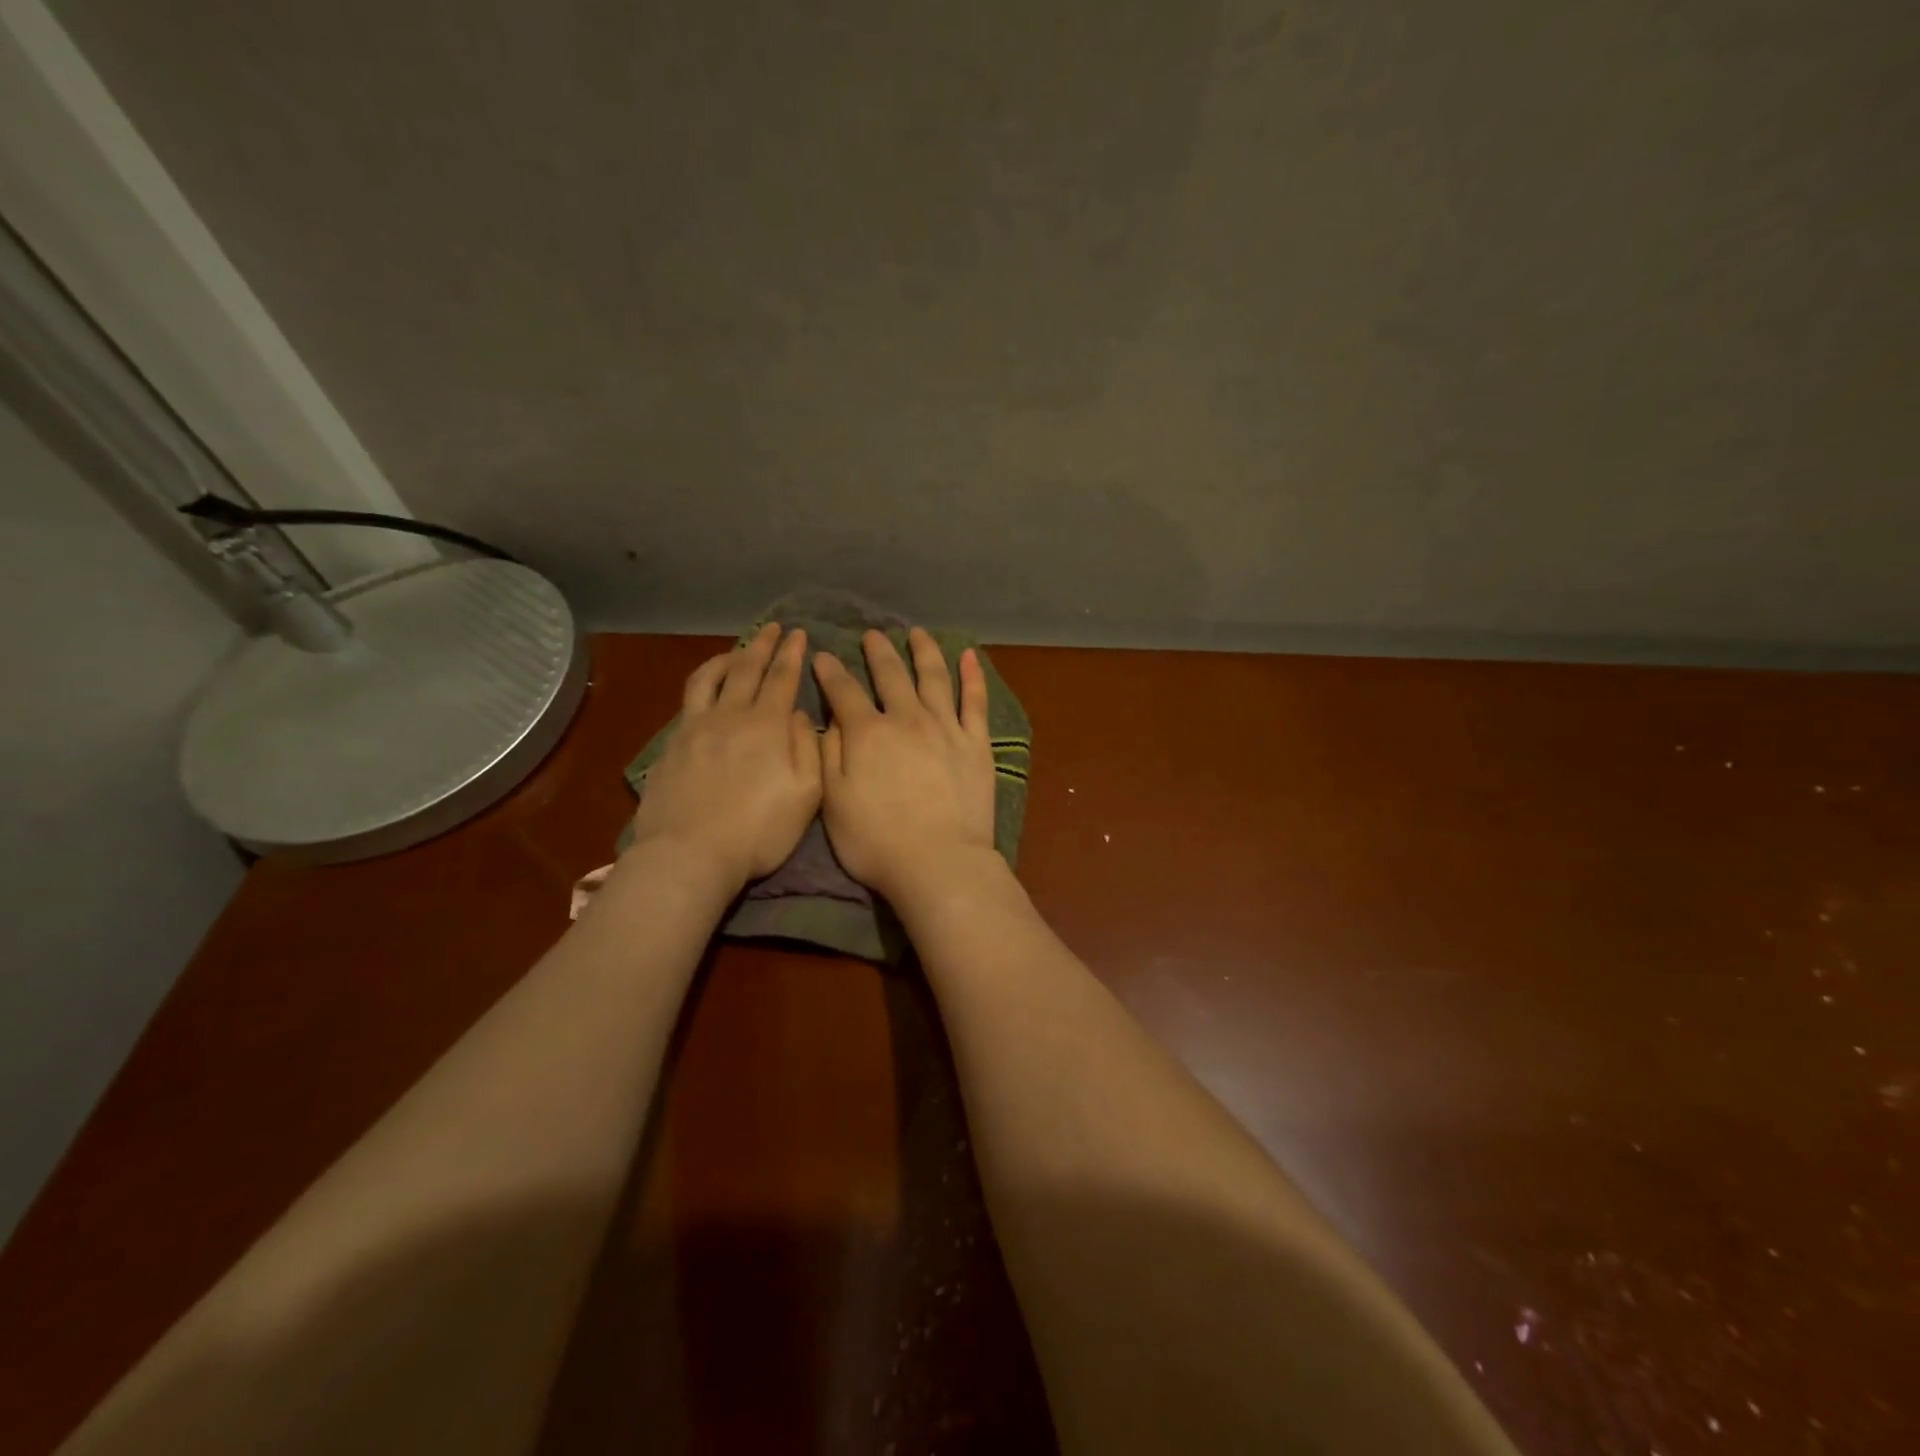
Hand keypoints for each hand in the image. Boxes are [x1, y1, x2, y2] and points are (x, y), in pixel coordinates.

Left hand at [630, 624, 821, 888]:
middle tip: (773, 627)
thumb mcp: (806, 795)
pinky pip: (689, 700)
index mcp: (767, 726)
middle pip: (747, 669)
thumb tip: (800, 715)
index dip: (791, 654)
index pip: (782, 678)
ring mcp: (696, 728)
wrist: (689, 853)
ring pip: (711, 678)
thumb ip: (808, 749)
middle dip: (763, 645)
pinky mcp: (671, 745)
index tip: (798, 633)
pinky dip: (702, 683)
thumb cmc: (758, 830)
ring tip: (738, 650)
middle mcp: (731, 716)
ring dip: (728, 657)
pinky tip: (706, 689)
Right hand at [814, 628, 996, 900]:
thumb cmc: (877, 841)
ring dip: (924, 651)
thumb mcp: (833, 802)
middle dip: (877, 651)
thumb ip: (828, 755)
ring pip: (934, 677)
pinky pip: (975, 701)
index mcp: (867, 734)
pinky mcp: (976, 743)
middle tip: (871, 634)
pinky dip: (972, 676)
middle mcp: (907, 719)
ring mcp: (946, 728)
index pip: (844, 691)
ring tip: (917, 633)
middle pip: (890, 675)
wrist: (938, 862)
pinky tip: (970, 656)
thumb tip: (828, 719)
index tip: (822, 655)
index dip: (830, 671)